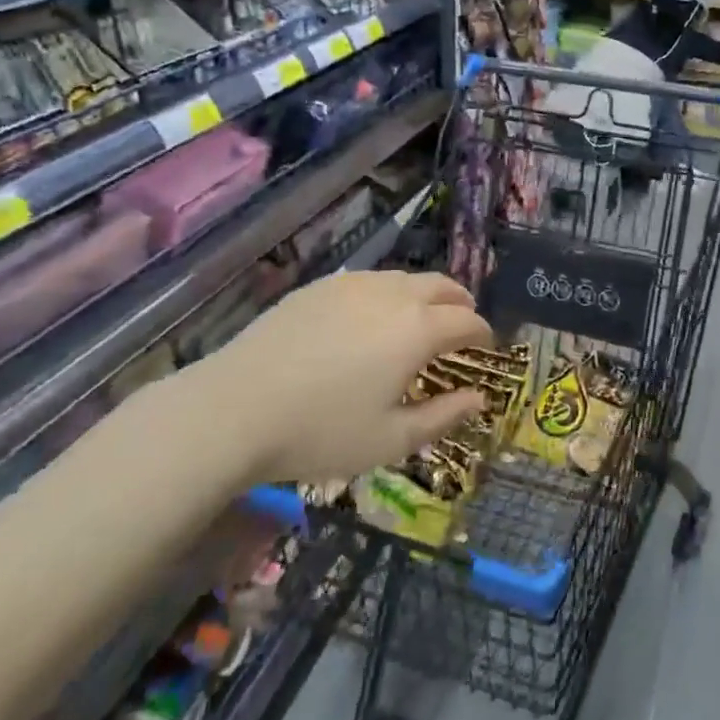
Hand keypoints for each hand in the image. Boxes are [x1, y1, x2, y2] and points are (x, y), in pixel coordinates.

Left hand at [211, 271, 493, 483]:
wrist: (234, 408)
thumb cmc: (320, 432)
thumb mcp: (390, 441)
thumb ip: (443, 417)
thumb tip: (478, 399)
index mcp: (417, 329)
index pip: (467, 320)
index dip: (483, 333)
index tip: (485, 348)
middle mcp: (393, 295)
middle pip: (442, 286)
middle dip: (460, 303)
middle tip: (462, 325)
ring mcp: (353, 285)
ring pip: (405, 278)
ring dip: (425, 295)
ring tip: (420, 320)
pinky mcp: (320, 286)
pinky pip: (370, 280)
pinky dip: (389, 293)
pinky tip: (372, 318)